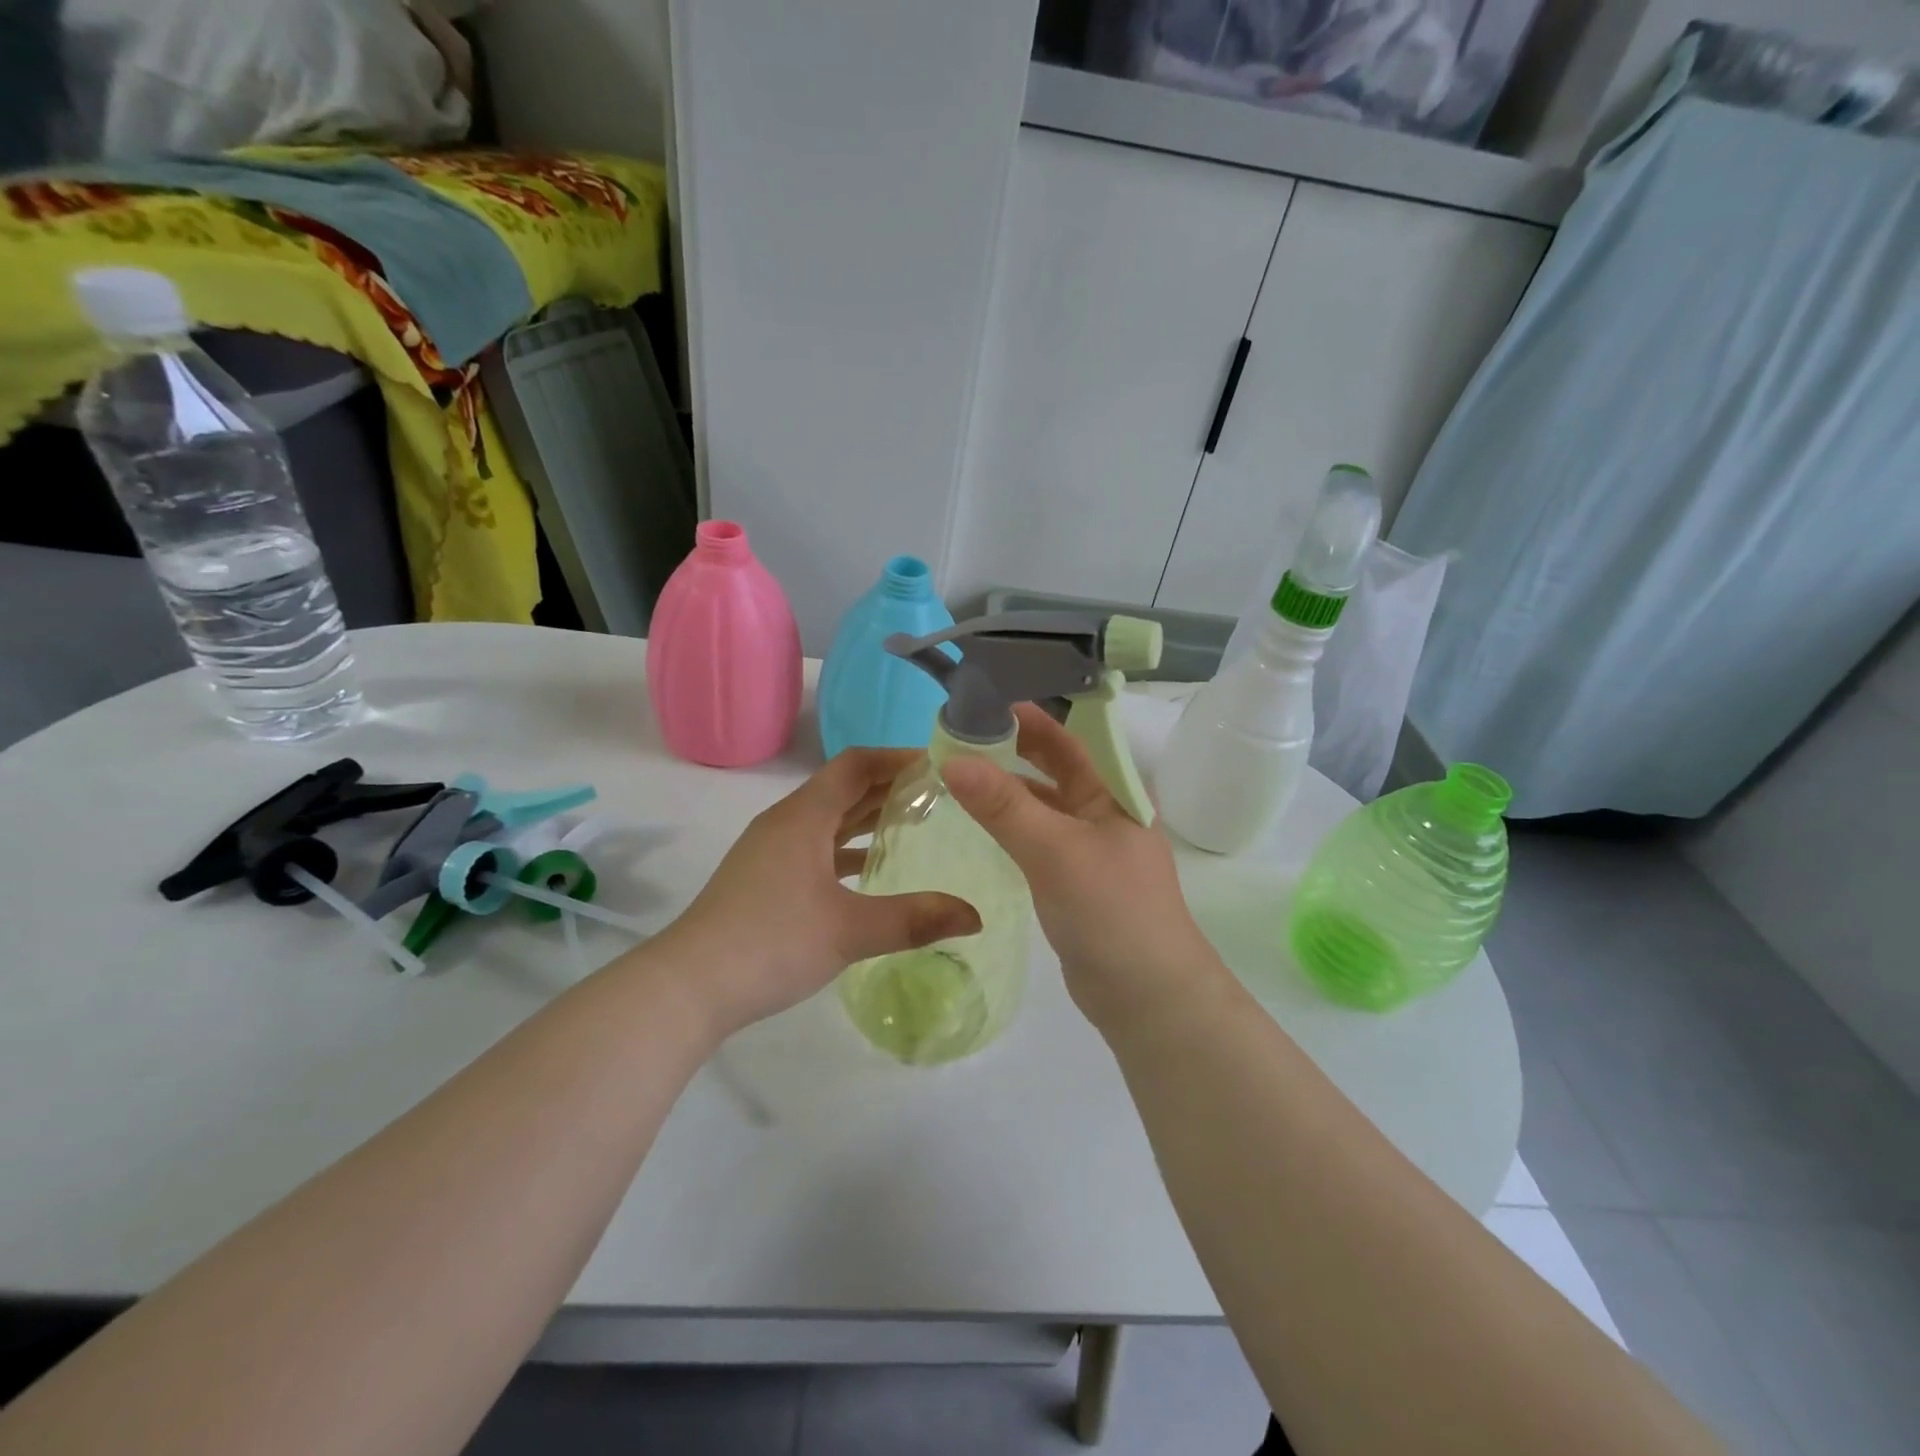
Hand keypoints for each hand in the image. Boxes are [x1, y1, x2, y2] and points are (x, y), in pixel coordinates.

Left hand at [652, 749, 980, 1037]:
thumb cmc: (770, 943)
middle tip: (940, 794)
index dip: (898, 758)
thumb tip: (975, 916)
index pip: (856, 764)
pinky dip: (847, 848)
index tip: (939, 765)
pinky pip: (816, 846)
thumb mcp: (850, 931)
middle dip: (890, 785)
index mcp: (804, 816)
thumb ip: (915, 919)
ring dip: (868, 816)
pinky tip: (870, 870)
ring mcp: (771, 851)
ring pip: (829, 819)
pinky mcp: (765, 879)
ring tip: (916, 824)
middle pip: (843, 787)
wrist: (688, 987)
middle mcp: (786, 823)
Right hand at [942, 704, 1222, 1031]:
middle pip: (1055, 769)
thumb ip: (1004, 806)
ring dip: (1009, 789)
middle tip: (960, 736)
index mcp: (1116, 794)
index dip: (1028, 718)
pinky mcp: (1076, 881)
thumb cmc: (1111, 911)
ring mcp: (1092, 849)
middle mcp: (1106, 813)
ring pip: (1044, 806)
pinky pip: (1039, 840)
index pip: (1068, 740)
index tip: (980, 701)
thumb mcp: (1055, 851)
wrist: (1147, 997)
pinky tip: (983, 825)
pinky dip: (1012, 826)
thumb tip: (952, 758)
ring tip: (960, 774)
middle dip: (1013, 750)